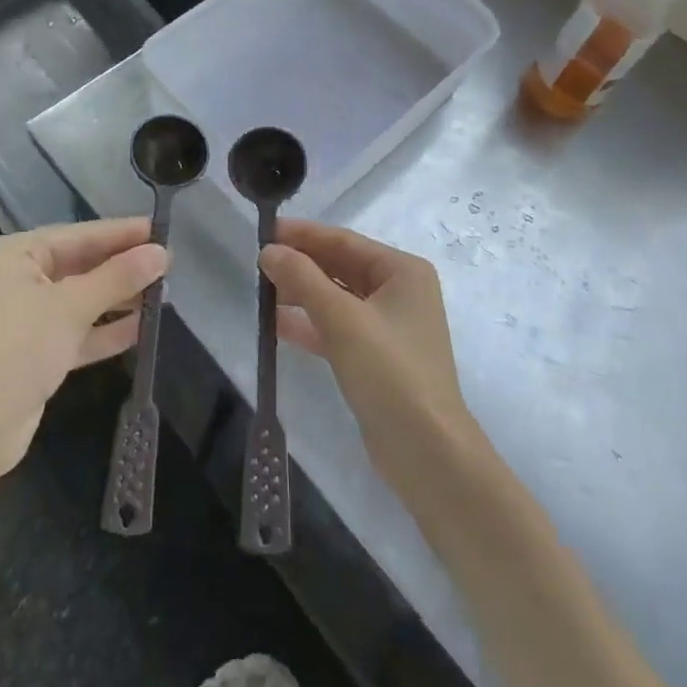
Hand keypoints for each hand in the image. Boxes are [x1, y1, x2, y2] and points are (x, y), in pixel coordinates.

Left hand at [0, 219, 168, 483]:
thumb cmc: (15, 351)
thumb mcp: (70, 307)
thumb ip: (118, 278)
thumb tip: (162, 253)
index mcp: (19, 254)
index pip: (82, 235)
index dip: (123, 233)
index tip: (163, 230)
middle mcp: (23, 278)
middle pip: (84, 265)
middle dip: (124, 267)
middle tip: (171, 265)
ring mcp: (30, 317)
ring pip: (85, 299)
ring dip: (121, 299)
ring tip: (164, 295)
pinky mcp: (39, 352)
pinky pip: (80, 331)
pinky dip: (107, 329)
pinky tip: (142, 328)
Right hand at [259, 221, 480, 491]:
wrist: (428, 454)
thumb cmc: (390, 373)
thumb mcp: (342, 319)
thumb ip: (303, 279)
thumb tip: (268, 250)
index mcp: (402, 271)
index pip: (344, 241)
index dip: (304, 234)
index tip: (265, 231)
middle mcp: (399, 292)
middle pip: (341, 267)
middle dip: (301, 264)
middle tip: (258, 262)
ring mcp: (389, 327)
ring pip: (337, 298)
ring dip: (302, 294)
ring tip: (262, 290)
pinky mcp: (377, 358)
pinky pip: (338, 328)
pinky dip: (310, 325)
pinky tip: (277, 325)